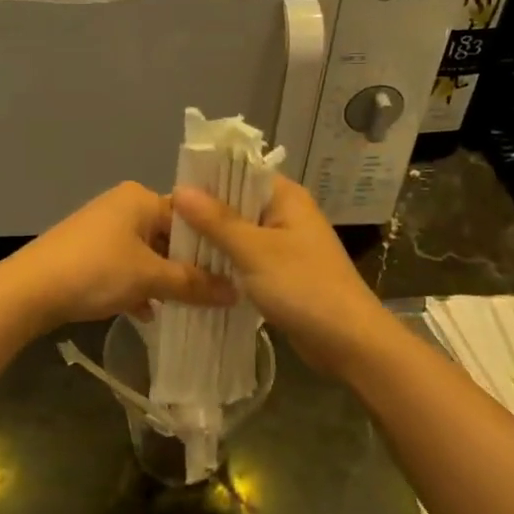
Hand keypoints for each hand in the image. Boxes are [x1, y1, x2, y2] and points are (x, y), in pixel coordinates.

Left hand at [0, 182, 235, 330]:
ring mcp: (101, 228)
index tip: (232, 273)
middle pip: (168, 236)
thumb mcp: (150, 279)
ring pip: (146, 254)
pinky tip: (147, 314)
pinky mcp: (86, 252)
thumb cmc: (96, 272)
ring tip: (187, 307)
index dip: (211, 246)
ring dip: (163, 280)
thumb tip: (236, 292)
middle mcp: (122, 205)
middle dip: (187, 267)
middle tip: (214, 294)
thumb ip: (194, 284)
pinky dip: (137, 287)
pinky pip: (124, 266)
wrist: (28, 291)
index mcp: (140, 198)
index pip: (190, 217)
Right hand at [173, 177, 392, 368]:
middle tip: (164, 227)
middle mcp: (286, 214)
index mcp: (286, 197)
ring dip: (213, 243)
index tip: (169, 195)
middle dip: (204, 215)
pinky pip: (247, 260)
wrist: (349, 341)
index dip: (206, 180)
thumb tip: (179, 189)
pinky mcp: (282, 273)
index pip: (239, 173)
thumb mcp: (254, 251)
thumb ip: (216, 221)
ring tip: (171, 248)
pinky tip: (197, 273)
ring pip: (239, 235)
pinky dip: (226, 265)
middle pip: (236, 204)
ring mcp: (285, 245)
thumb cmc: (303, 286)